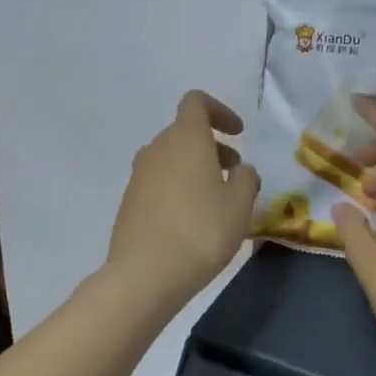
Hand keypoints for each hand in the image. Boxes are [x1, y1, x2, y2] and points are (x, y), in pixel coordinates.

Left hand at [106, 91, 259, 308]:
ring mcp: (138, 176)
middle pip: (185, 133)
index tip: (239, 134)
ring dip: (194, 170)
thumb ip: (246, 179)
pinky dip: (177, 189)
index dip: (220, 112)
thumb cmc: (202, 231)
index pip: (196, 102)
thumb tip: (240, 170)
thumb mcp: (239, 205)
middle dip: (212, 148)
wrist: (146, 273)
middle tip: (234, 176)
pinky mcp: (129, 202)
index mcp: (185, 138)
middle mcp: (157, 149)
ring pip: (171, 159)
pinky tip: (191, 222)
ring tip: (216, 202)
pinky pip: (158, 183)